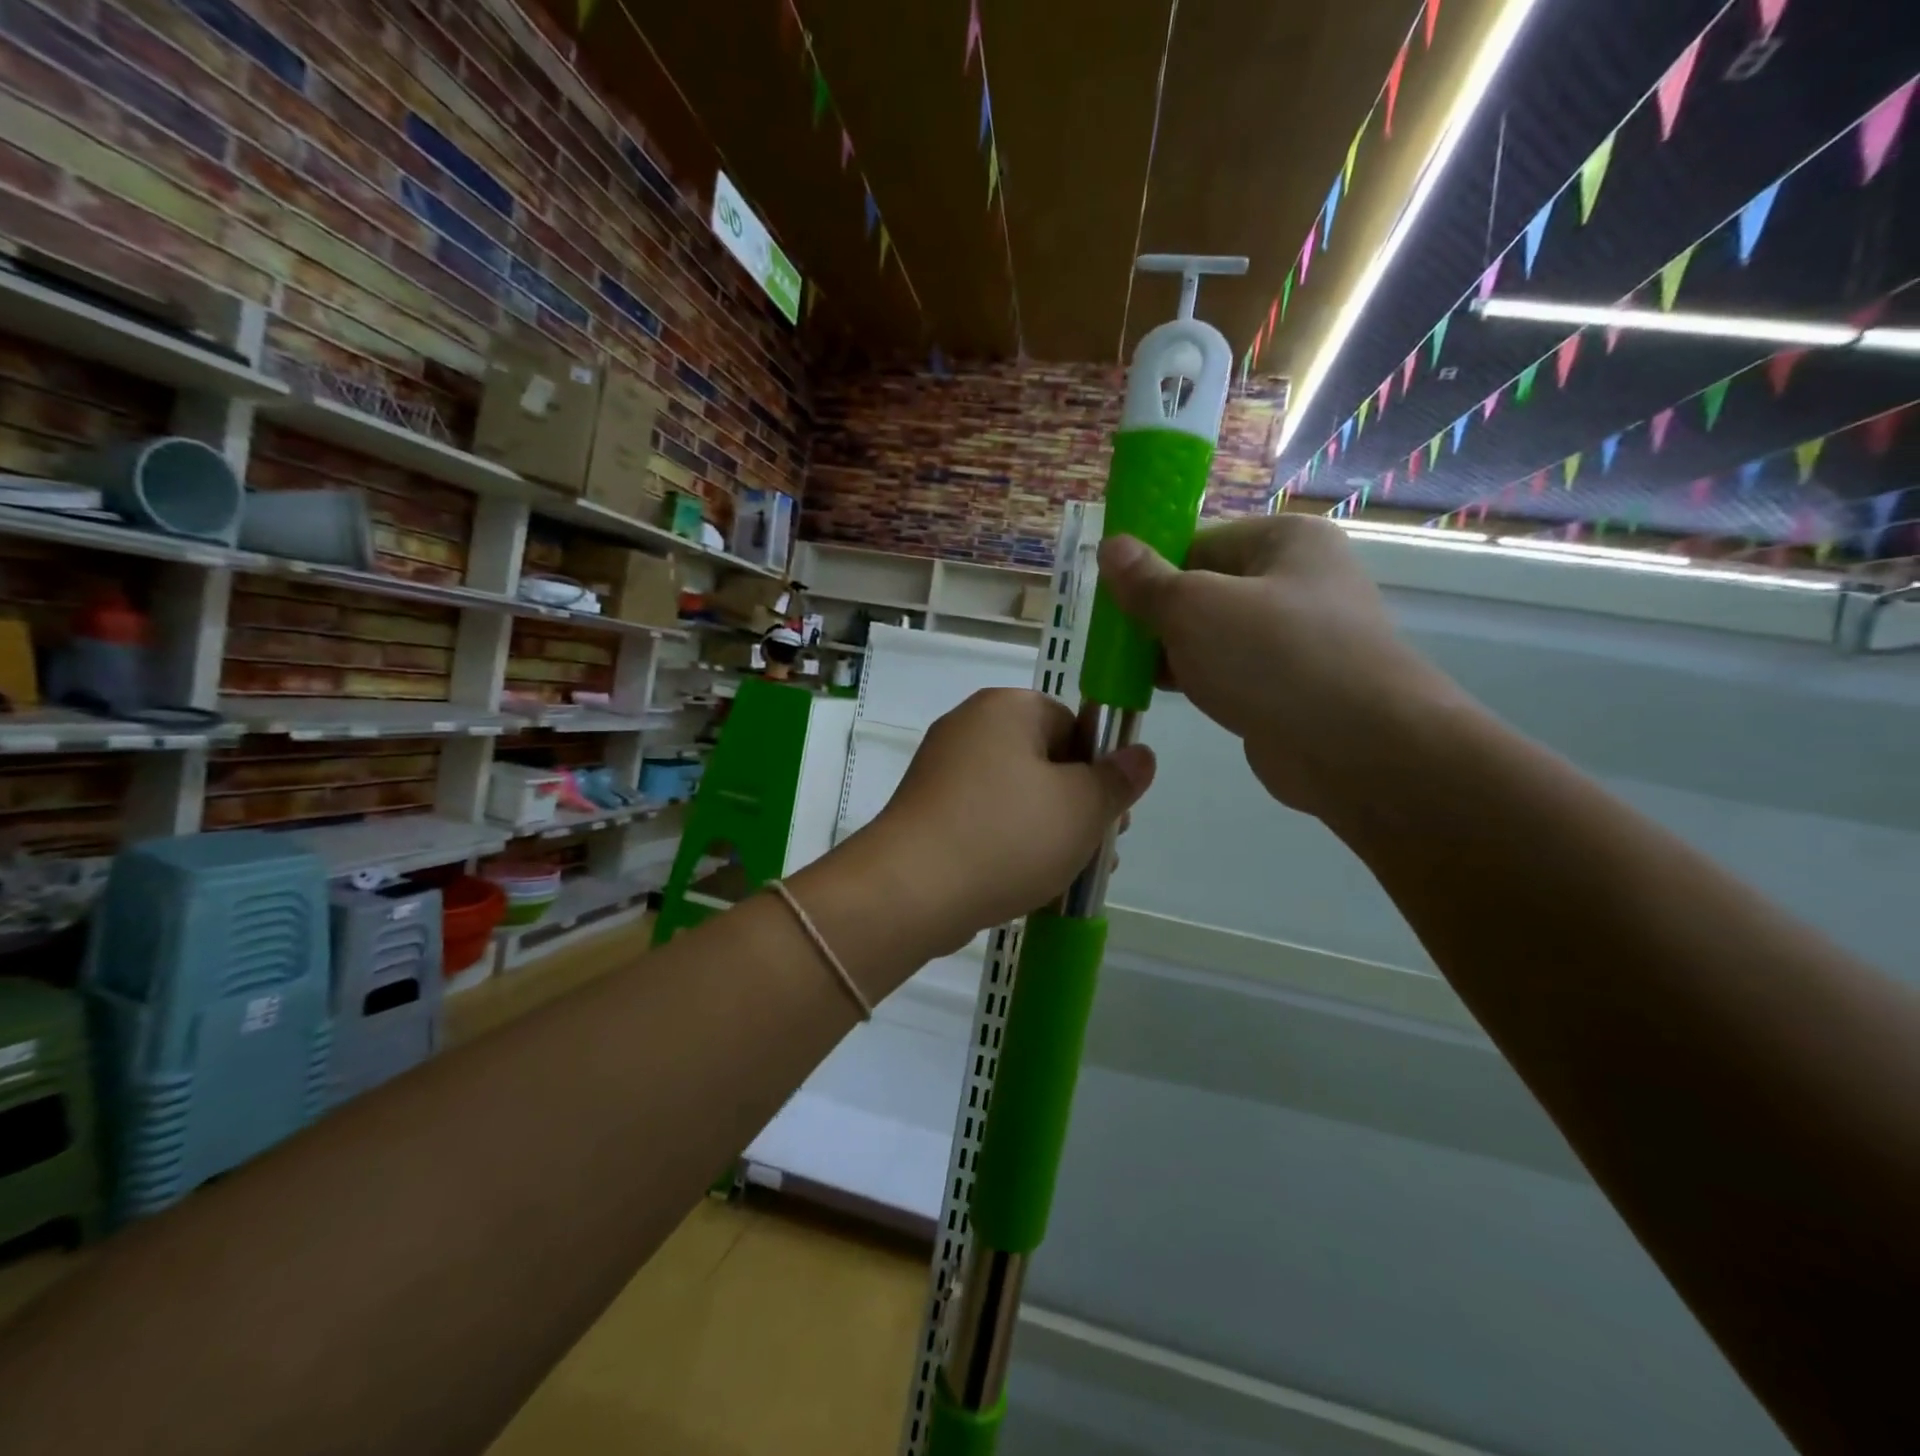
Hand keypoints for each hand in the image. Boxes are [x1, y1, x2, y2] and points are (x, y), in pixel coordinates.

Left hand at [861, 688, 1154, 949]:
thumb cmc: (1007, 836)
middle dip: (1077, 808)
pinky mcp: (927, 812)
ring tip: (1069, 878)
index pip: (1072, 724)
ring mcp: (941, 771)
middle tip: (1097, 852)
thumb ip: (1118, 779)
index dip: (1099, 770)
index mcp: (1006, 708)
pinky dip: (1009, 845)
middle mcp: (969, 728)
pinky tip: (1028, 884)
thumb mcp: (1082, 807)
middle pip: (1045, 762)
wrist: (912, 891)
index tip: (1110, 815)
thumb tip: (1140, 755)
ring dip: (1048, 833)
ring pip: (1016, 797)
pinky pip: (984, 821)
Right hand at [1098, 516, 1463, 818]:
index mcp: (1284, 540)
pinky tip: (1165, 693)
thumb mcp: (1194, 608)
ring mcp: (1298, 636)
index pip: (1197, 542)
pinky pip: (1232, 669)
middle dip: (1158, 615)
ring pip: (1215, 634)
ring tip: (1129, 670)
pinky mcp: (1292, 684)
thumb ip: (1146, 580)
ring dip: (1173, 651)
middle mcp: (1297, 580)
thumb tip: (1111, 545)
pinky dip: (1199, 678)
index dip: (1150, 569)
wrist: (1357, 749)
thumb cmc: (1273, 658)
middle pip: (1204, 588)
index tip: (1112, 601)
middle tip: (1115, 643)